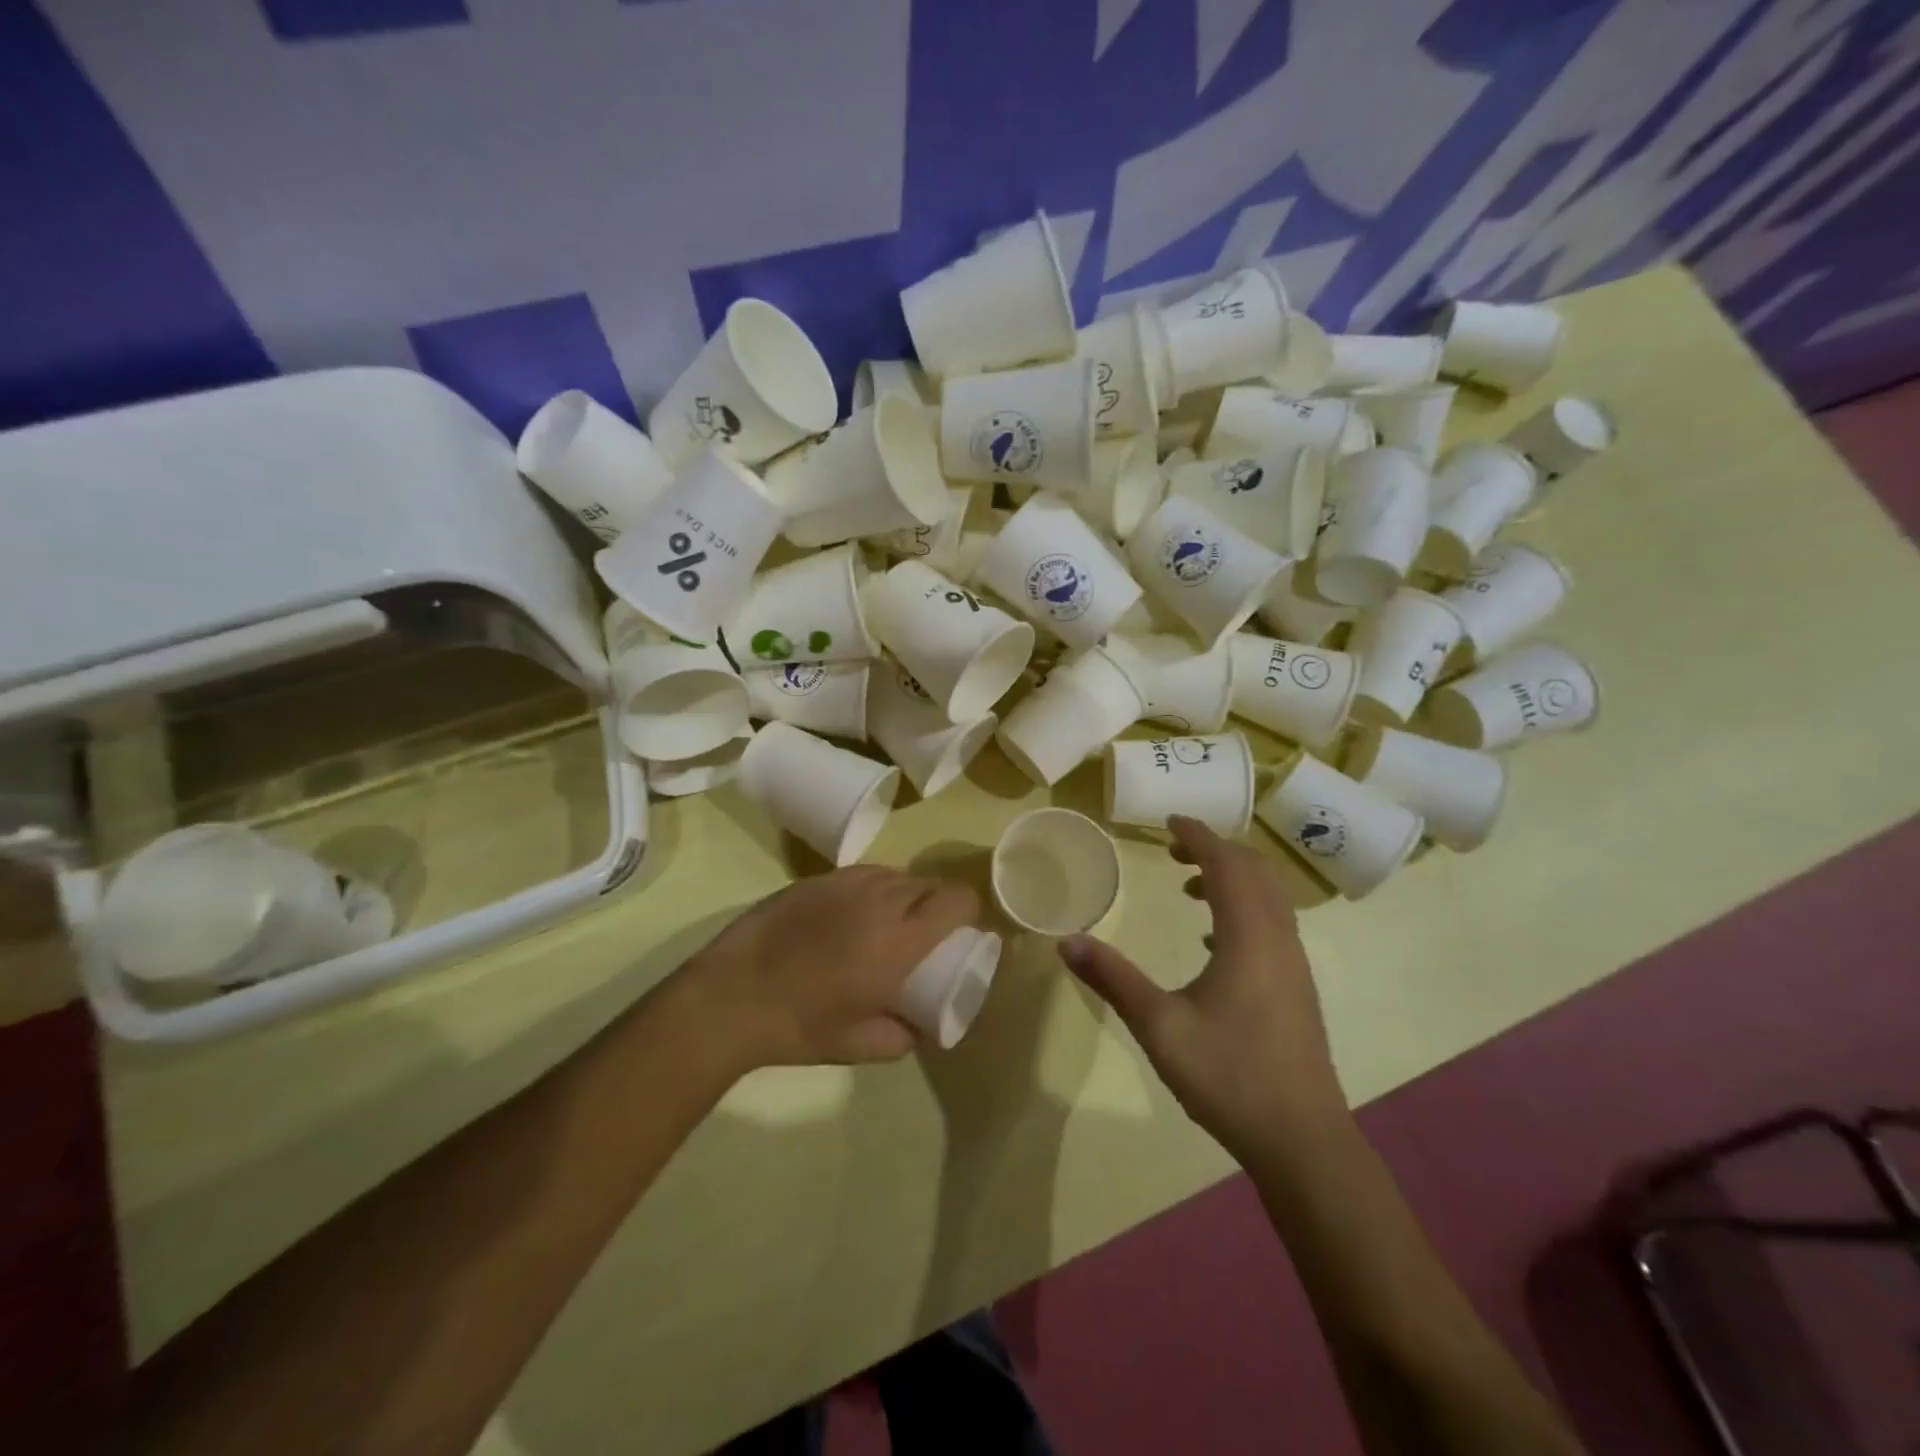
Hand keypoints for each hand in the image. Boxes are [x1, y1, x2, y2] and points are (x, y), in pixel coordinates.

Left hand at [675, 866, 980, 1073]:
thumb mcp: (861, 1046)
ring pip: (895, 874)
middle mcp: (881, 899)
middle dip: (937, 904)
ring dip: (905, 894)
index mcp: (901, 939)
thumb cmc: (801, 1025)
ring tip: (888, 923)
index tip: (961, 933)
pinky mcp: (816, 879)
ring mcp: (846, 882)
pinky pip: (863, 874)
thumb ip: (903, 1037)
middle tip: (924, 935)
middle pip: (929, 883)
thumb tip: (920, 1027)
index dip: (968, 912)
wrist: (731, 996)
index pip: (957, 900)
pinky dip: (872, 889)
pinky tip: (852, 915)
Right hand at [1058, 816, 1347, 1158]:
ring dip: (1232, 880)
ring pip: (1268, 898)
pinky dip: (1243, 910)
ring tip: (1190, 888)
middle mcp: (1277, 939)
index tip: (1170, 820)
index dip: (1199, 835)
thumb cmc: (1228, 1076)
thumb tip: (1066, 942)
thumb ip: (1112, 979)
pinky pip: (1272, 924)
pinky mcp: (1297, 987)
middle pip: (1255, 872)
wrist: (1302, 1140)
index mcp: (1248, 937)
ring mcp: (1293, 964)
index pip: (1227, 865)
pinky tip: (1210, 941)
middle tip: (1175, 850)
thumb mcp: (1159, 1026)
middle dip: (1216, 851)